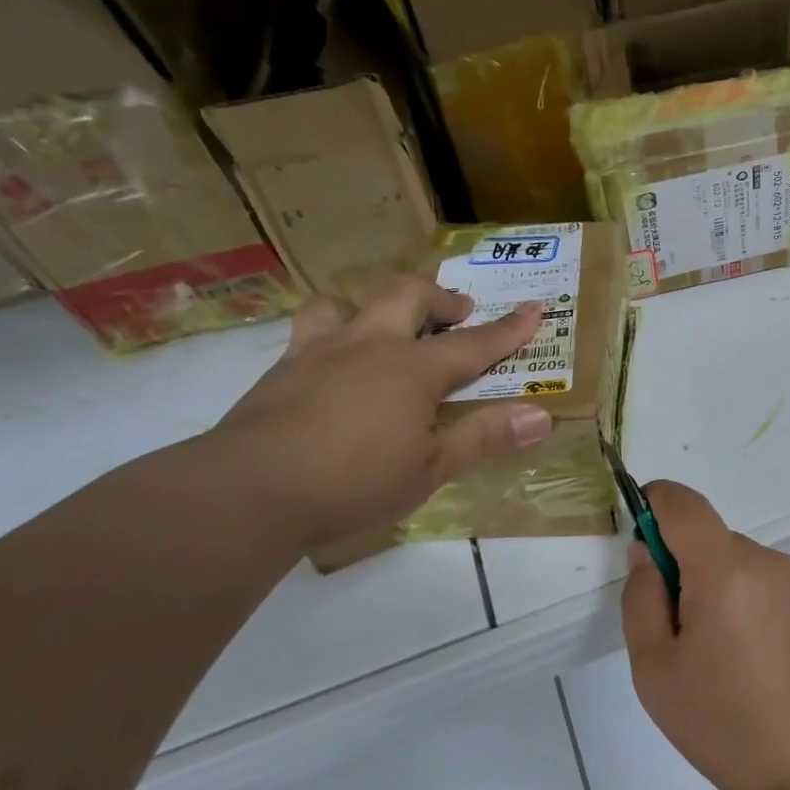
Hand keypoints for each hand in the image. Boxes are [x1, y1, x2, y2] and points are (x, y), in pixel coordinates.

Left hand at [207, 279, 553, 548]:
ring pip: (345, 303)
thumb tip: (541, 416)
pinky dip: (331, 334)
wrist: (248, 492)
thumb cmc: (353, 482)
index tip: (534, 309)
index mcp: (412, 370)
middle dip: (439, 299)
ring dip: (372, 306)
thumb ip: (484, 438)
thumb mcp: (430, 469)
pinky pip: (309, 332)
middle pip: (407, 298)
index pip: (474, 344)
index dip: (508, 329)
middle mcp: (369, 346)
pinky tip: (331, 366)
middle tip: (457, 311)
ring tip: (383, 325)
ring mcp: (318, 353)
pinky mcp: (279, 371)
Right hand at [621, 482, 789, 789]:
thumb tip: (647, 550)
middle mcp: (771, 561)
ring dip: (731, 588)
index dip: (656, 505)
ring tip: (738, 655)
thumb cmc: (721, 725)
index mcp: (725, 573)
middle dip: (693, 570)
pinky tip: (772, 656)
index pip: (684, 504)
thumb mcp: (653, 669)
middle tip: (691, 635)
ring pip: (747, 563)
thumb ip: (641, 595)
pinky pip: (780, 581)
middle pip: (714, 541)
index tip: (644, 534)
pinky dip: (764, 602)